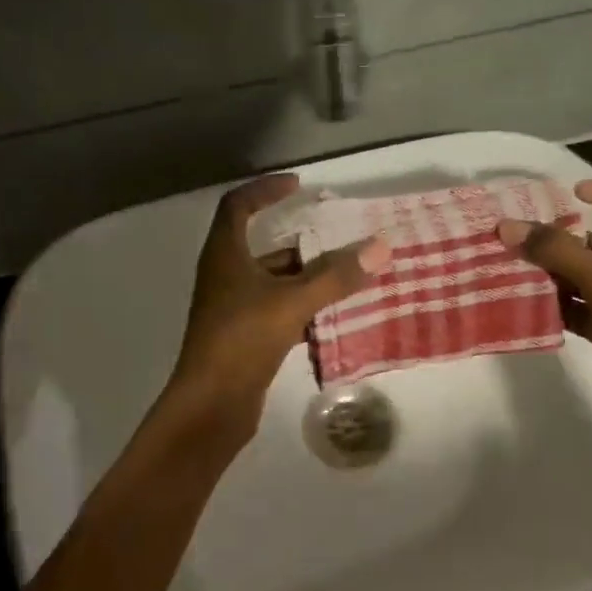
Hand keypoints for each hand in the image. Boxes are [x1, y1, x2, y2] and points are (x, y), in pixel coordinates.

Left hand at [166, 174, 390, 432]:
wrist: (212, 404)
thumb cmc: (243, 340)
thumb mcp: (292, 302)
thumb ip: (335, 276)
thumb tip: (379, 247)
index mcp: (225, 255)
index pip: (238, 206)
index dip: (265, 190)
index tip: (298, 186)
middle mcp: (225, 276)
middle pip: (263, 246)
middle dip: (301, 240)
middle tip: (340, 236)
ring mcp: (233, 309)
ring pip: (274, 282)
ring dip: (307, 277)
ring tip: (347, 275)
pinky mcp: (244, 337)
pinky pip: (277, 311)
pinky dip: (303, 308)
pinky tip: (334, 315)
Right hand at [499, 175, 591, 463]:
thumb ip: (554, 250)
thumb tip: (506, 226)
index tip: (573, 193)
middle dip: (564, 238)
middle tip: (522, 235)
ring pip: (586, 276)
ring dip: (553, 272)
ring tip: (512, 265)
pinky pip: (579, 308)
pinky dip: (556, 304)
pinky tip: (524, 301)